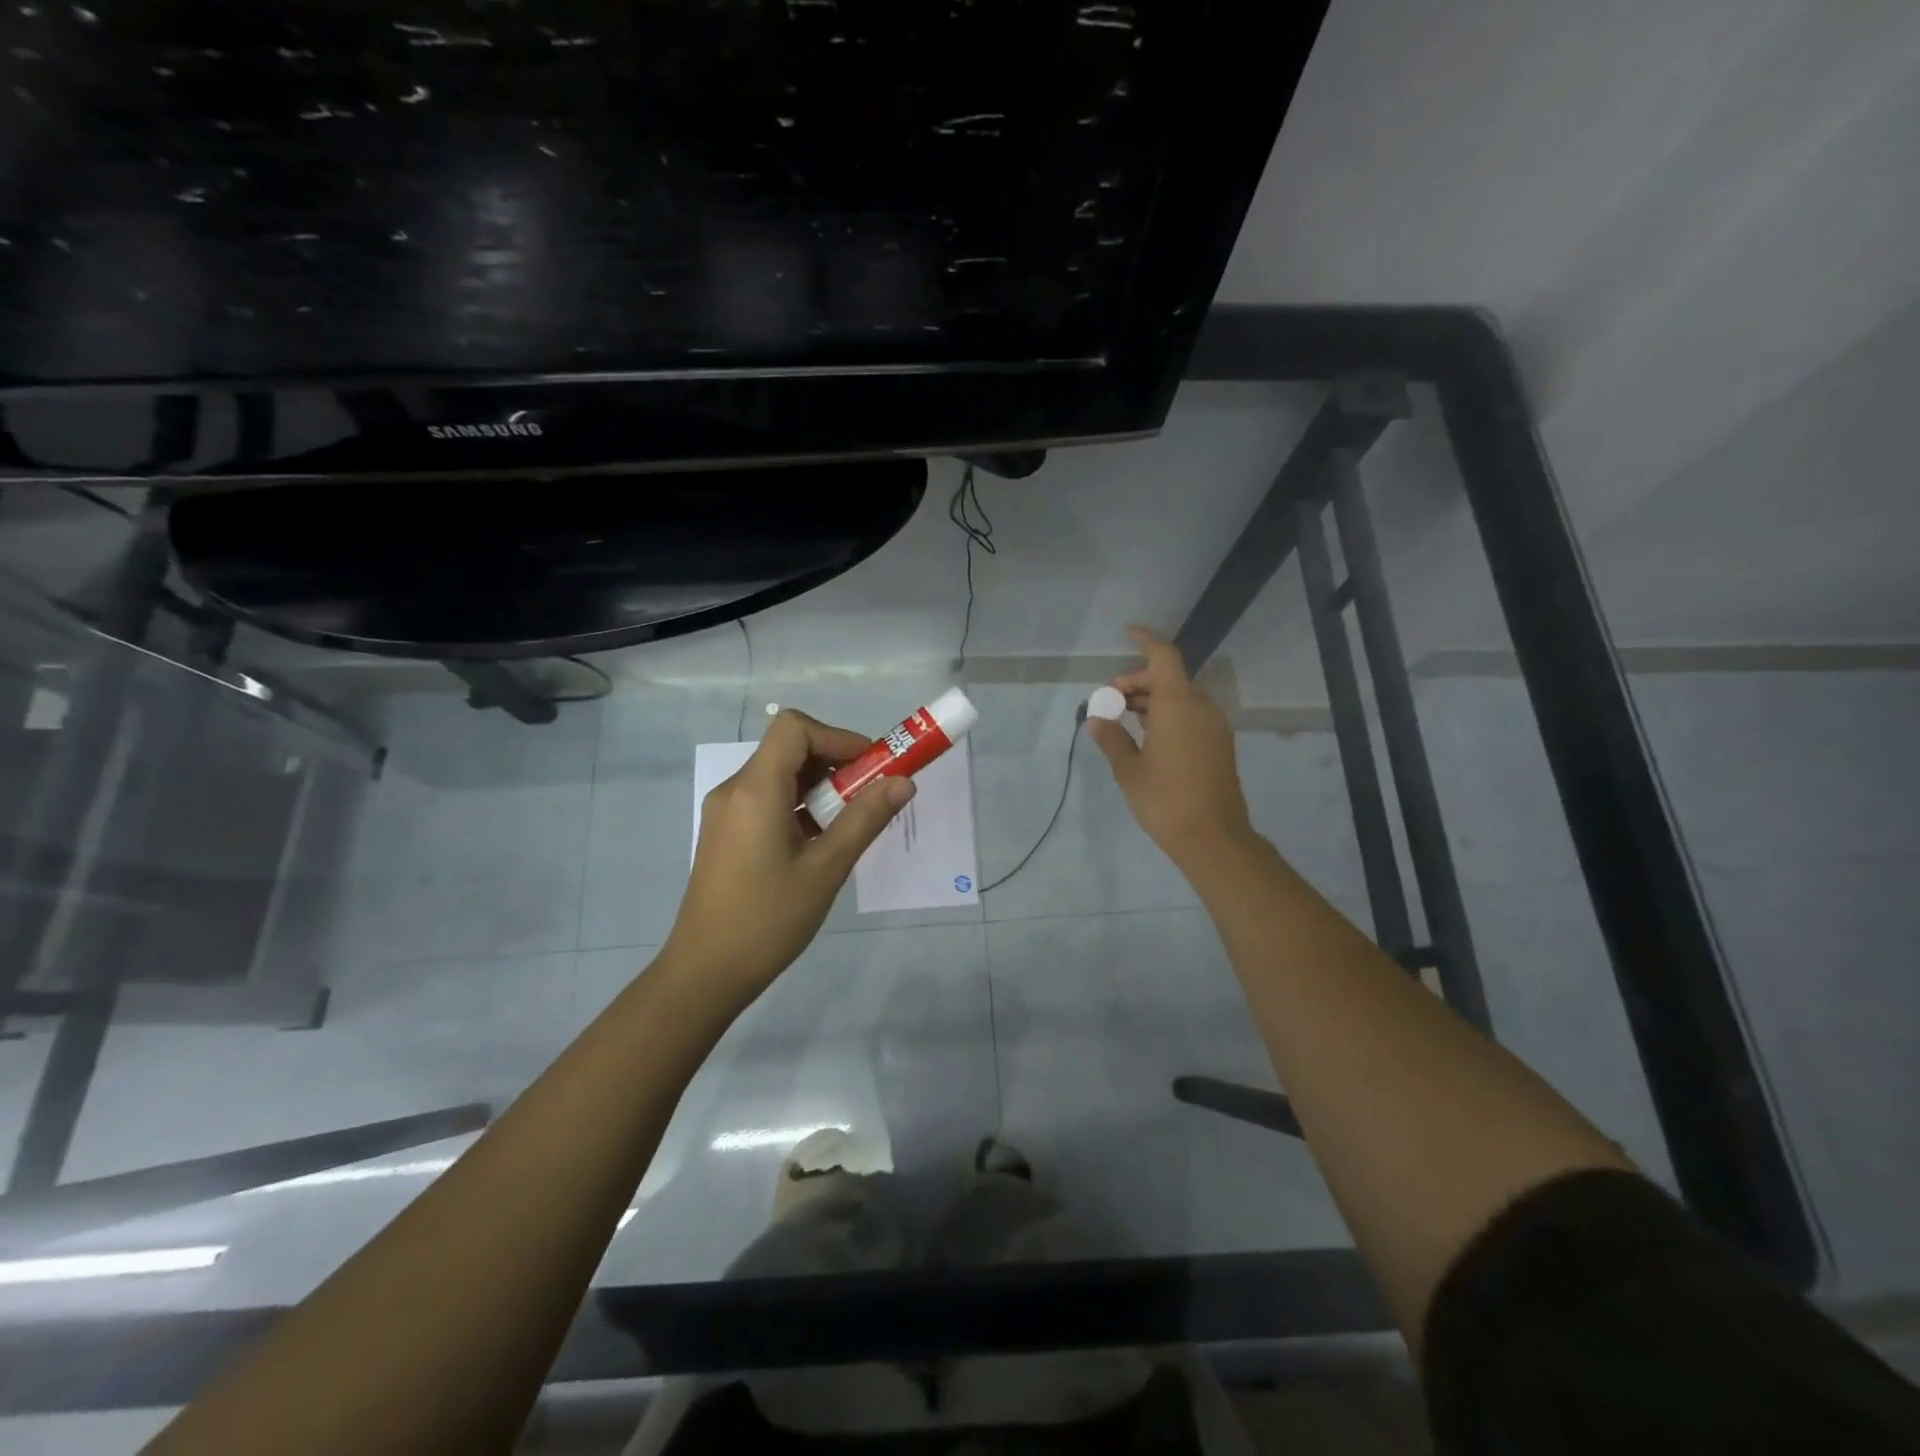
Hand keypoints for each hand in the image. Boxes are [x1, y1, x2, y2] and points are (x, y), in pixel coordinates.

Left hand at [662, 710, 913, 1006]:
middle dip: (836, 763)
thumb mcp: (826, 869)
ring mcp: (726, 811)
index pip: (795, 728)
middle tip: (870, 796)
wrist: (706, 973)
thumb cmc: (768, 920)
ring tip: (849, 823)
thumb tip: (903, 781)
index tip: (871, 767)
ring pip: (780, 774)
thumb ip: (865, 819)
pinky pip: (768, 799)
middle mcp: (735, 790)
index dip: (837, 737)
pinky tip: (820, 842)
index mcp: (755, 790)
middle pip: (789, 748)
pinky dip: (800, 805)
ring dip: (820, 786)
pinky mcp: (726, 832)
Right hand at [1087, 626, 1254, 868]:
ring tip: (1125, 716)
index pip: (1163, 657)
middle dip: (1140, 680)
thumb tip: (1097, 719)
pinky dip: (1169, 713)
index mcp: (1178, 705)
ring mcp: (1214, 727)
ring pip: (1182, 697)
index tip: (1128, 633)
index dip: (1146, 641)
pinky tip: (1148, 734)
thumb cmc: (1165, 799)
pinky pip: (1192, 715)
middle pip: (1170, 677)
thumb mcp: (1128, 769)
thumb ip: (1111, 738)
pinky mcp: (1219, 745)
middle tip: (1112, 699)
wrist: (1213, 837)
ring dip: (1154, 699)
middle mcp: (1201, 708)